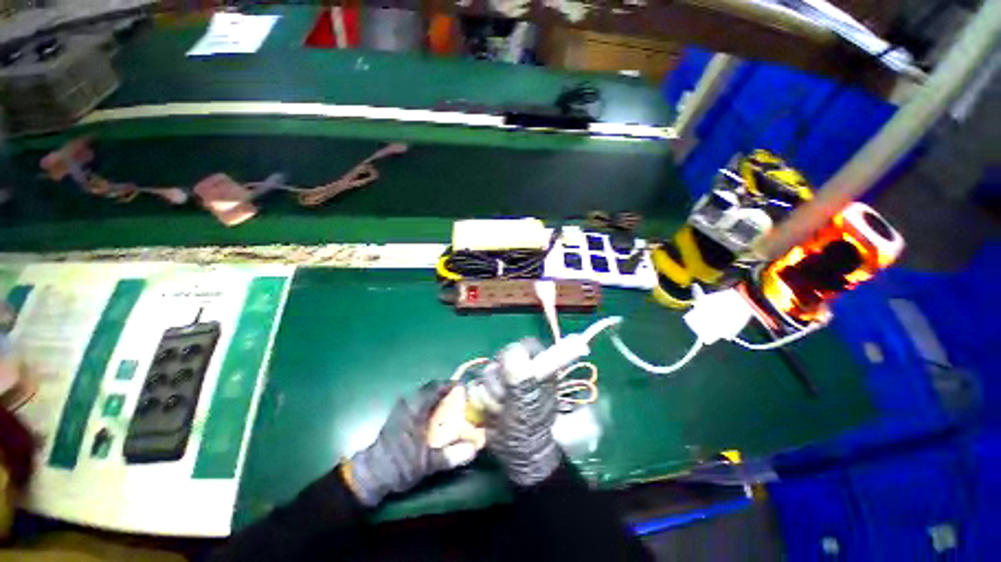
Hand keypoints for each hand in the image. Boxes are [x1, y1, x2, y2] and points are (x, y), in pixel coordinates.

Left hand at [345, 381, 476, 506]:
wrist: (371, 475)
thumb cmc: (399, 465)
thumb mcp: (428, 464)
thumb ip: (452, 456)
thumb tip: (475, 450)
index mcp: (416, 409)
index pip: (436, 387)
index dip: (451, 385)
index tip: (465, 389)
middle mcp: (408, 403)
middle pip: (431, 388)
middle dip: (446, 391)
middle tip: (461, 398)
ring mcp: (401, 408)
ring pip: (424, 394)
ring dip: (438, 397)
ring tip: (452, 406)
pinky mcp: (398, 415)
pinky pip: (418, 401)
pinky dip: (430, 403)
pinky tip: (436, 416)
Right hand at [481, 339, 561, 486]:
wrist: (515, 455)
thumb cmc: (528, 427)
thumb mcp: (526, 399)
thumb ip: (520, 373)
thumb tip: (514, 349)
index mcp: (539, 368)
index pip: (527, 344)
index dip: (516, 352)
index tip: (508, 367)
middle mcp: (521, 370)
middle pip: (502, 357)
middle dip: (500, 379)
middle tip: (505, 397)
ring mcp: (505, 381)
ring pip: (487, 372)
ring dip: (490, 394)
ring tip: (500, 410)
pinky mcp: (490, 391)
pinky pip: (477, 385)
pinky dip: (481, 399)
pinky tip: (490, 412)